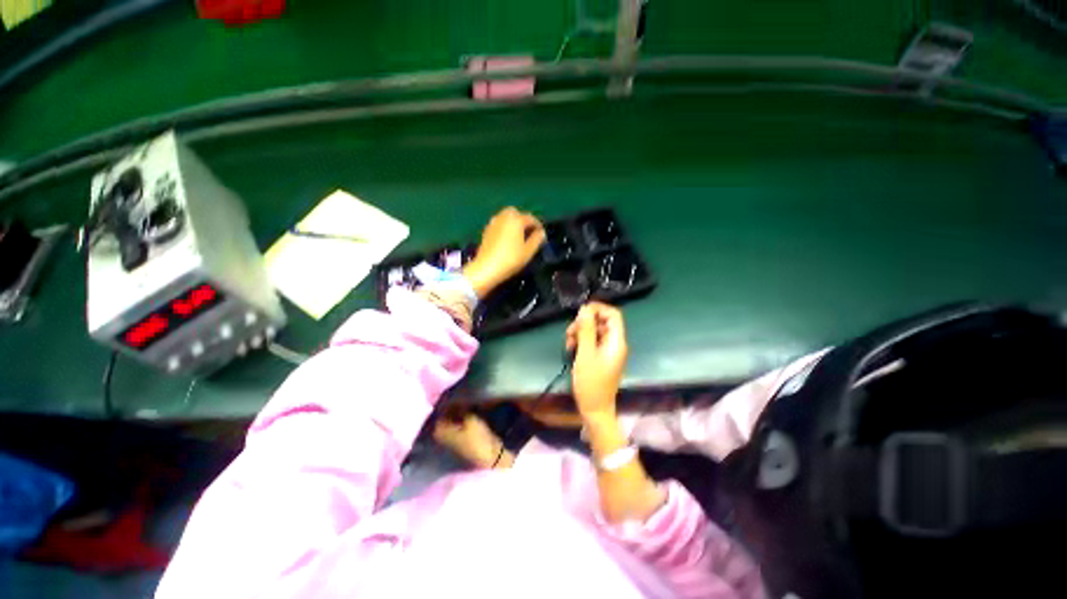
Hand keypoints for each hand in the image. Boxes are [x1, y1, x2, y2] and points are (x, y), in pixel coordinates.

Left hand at [463, 207, 545, 298]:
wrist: (486, 268)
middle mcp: (504, 217)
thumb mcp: (528, 251)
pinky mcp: (486, 230)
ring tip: (518, 236)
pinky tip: (507, 239)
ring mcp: (493, 223)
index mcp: (516, 220)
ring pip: (506, 217)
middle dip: (523, 220)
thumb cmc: (510, 259)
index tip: (542, 234)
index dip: (538, 225)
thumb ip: (537, 239)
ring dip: (513, 223)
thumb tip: (541, 232)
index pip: (531, 218)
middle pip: (516, 213)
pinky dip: (505, 227)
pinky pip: (499, 224)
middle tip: (529, 232)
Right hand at [566, 302, 627, 420]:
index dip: (598, 309)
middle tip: (569, 332)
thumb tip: (585, 309)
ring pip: (595, 332)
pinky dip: (582, 342)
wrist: (595, 410)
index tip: (581, 312)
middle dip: (584, 323)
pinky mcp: (601, 357)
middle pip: (602, 322)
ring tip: (568, 343)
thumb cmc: (591, 383)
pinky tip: (571, 349)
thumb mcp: (585, 354)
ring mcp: (608, 351)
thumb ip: (586, 330)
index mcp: (616, 341)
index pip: (613, 315)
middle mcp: (615, 344)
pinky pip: (592, 342)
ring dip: (580, 333)